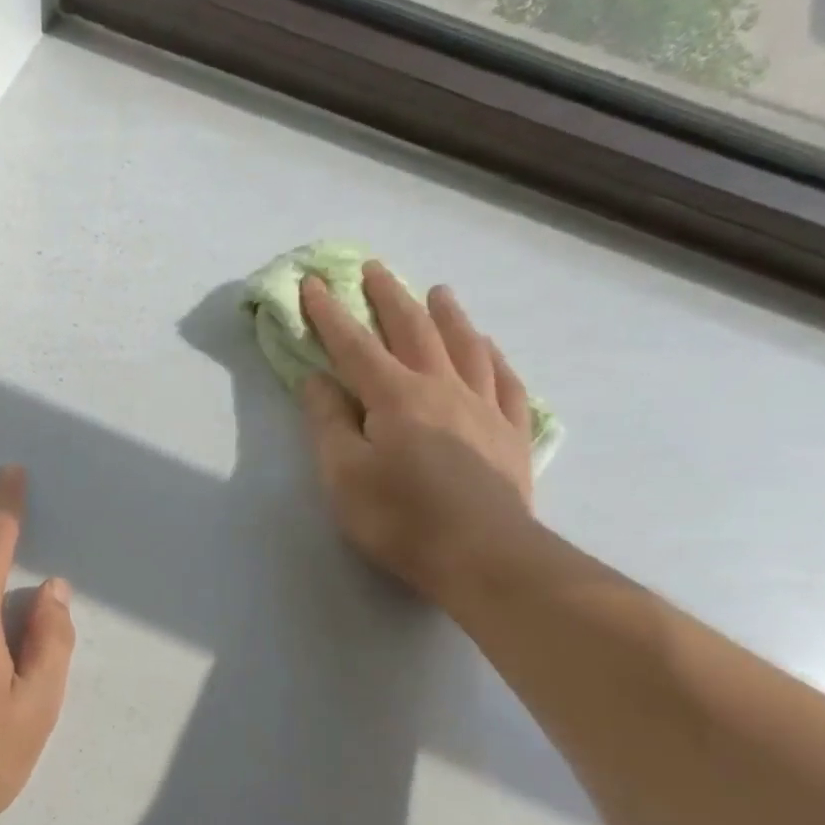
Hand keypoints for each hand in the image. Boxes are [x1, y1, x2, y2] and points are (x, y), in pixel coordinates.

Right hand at [298, 264, 535, 600]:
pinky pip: (506, 382)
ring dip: (448, 315)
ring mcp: (485, 408)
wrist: (483, 555)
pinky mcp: (512, 434)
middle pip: (414, 331)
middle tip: (375, 269)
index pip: (355, 346)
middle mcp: (442, 388)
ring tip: (438, 291)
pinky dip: (495, 358)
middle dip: (389, 298)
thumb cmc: (400, 518)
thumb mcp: (343, 475)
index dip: (330, 314)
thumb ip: (328, 423)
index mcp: (395, 397)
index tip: (313, 283)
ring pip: (466, 346)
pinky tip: (490, 349)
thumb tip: (316, 379)